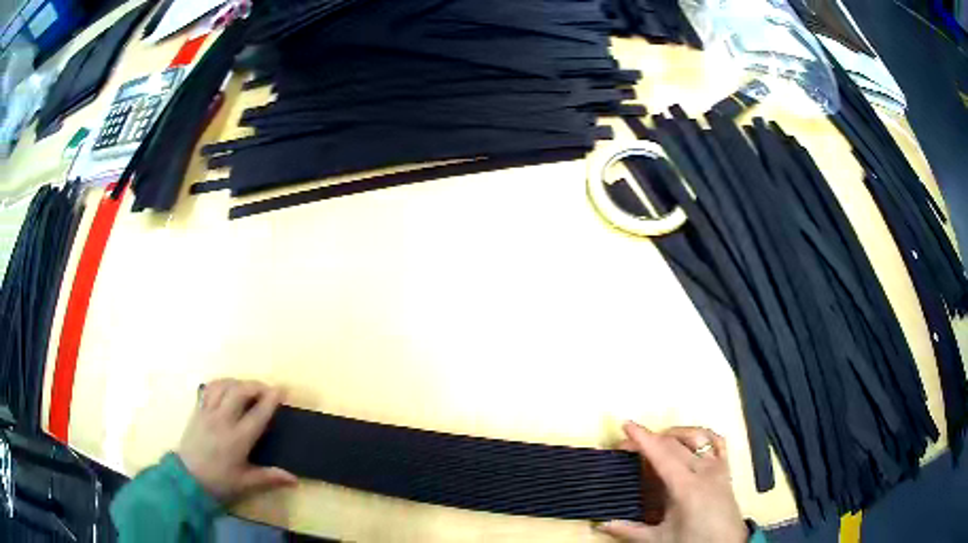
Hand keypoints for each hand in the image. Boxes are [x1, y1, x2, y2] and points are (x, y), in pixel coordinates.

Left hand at [178, 379, 297, 502]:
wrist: (187, 478)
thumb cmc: (219, 482)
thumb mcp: (245, 483)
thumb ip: (269, 477)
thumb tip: (294, 479)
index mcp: (237, 439)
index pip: (257, 414)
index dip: (271, 400)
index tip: (282, 389)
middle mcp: (222, 420)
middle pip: (239, 392)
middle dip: (256, 386)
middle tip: (267, 389)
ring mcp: (207, 412)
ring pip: (223, 386)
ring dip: (239, 382)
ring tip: (248, 388)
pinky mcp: (197, 410)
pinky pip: (209, 388)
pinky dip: (221, 383)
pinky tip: (227, 387)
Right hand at [598, 422, 747, 542]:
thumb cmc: (693, 541)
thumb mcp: (659, 539)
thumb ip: (629, 530)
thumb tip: (601, 524)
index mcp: (686, 487)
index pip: (662, 454)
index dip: (643, 438)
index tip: (626, 425)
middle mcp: (704, 470)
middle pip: (674, 443)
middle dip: (649, 439)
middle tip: (627, 445)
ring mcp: (717, 466)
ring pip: (695, 436)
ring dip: (673, 434)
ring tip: (656, 441)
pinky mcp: (726, 468)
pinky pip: (716, 441)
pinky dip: (701, 435)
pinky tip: (689, 439)